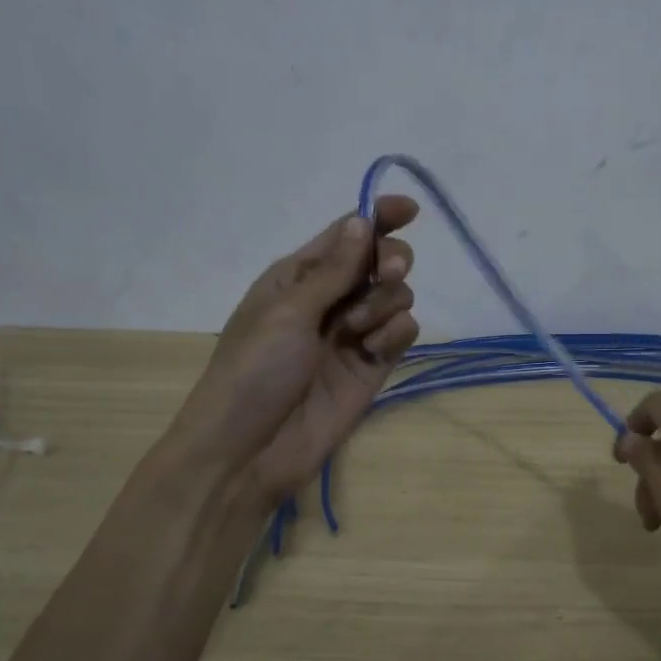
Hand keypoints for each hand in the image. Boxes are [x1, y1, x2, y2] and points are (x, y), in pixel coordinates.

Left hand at [163, 196, 420, 504]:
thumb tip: (362, 220)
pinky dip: (395, 335)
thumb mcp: (288, 311)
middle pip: (379, 261)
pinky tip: (373, 353)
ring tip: (358, 333)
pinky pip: (402, 332)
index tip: (410, 210)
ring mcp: (353, 334)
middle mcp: (329, 299)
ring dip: (384, 304)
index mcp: (298, 276)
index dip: (378, 216)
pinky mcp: (373, 366)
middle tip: (387, 275)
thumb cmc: (254, 370)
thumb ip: (334, 270)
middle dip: (390, 262)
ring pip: (395, 296)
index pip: (346, 234)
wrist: (250, 450)